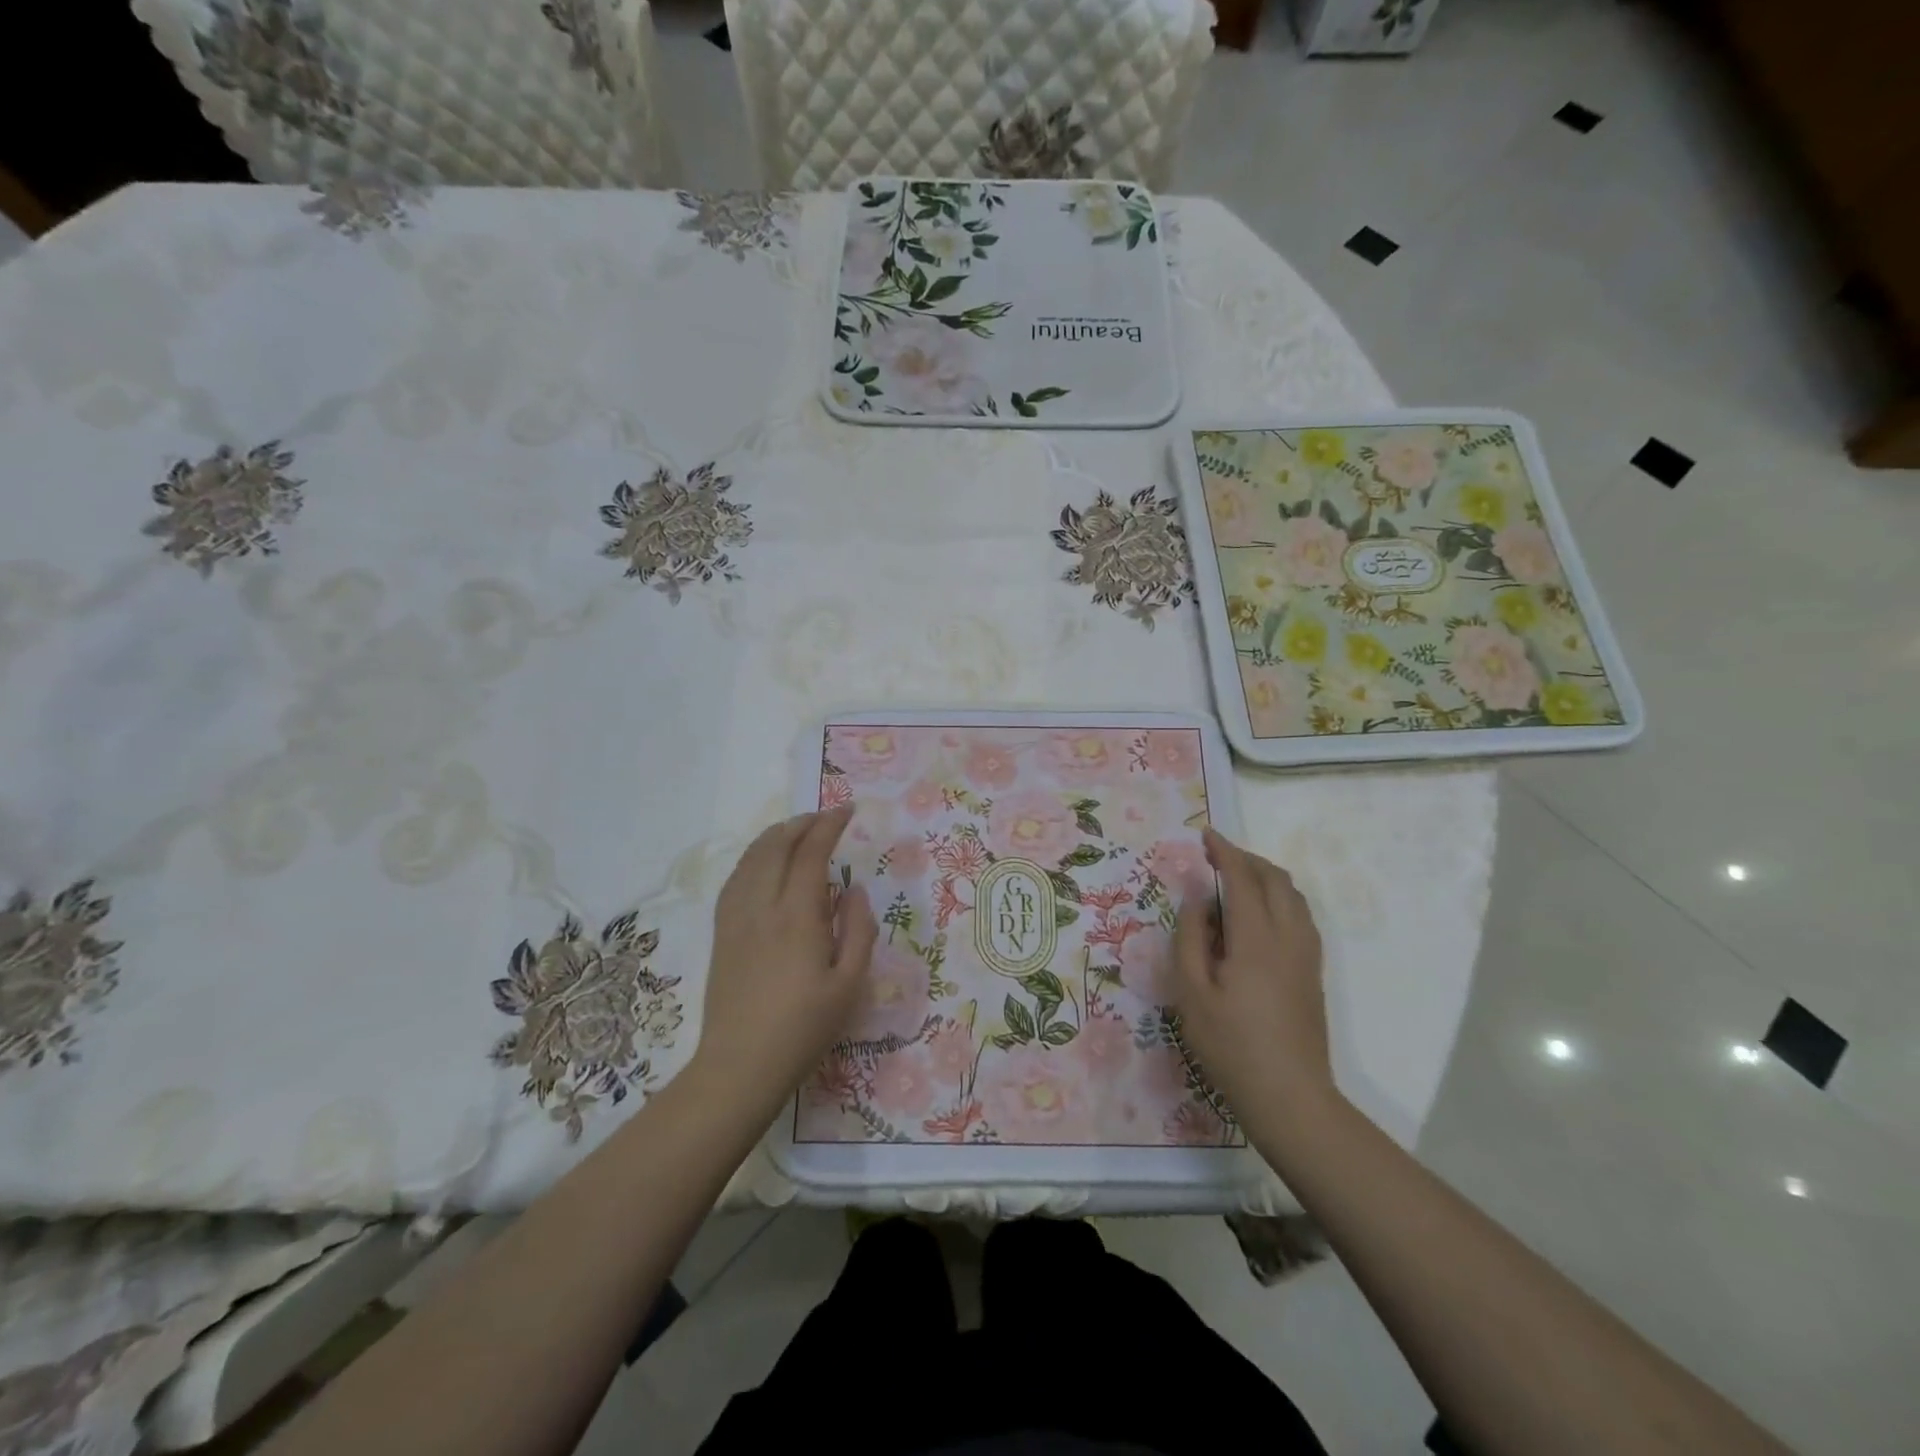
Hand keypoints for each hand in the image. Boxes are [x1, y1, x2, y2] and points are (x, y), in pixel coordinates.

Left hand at [693, 806, 878, 1119]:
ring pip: (752, 858)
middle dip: (802, 823)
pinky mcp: (721, 932)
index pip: (811, 853)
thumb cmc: (804, 1028)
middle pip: (777, 846)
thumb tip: (853, 889)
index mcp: (797, 916)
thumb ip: (858, 930)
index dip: (829, 825)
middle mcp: (762, 906)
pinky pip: (735, 878)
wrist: (740, 1065)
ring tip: (797, 830)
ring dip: (776, 835)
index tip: (847, 811)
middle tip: (825, 817)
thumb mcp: (849, 985)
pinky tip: (764, 862)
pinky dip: (753, 857)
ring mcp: (736, 917)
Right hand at [1171, 828, 1336, 1145]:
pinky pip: (1301, 916)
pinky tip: (1259, 915)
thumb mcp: (1192, 992)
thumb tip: (1195, 896)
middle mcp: (1289, 937)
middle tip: (1216, 856)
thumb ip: (1190, 937)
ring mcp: (1307, 956)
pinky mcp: (1313, 973)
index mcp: (1256, 938)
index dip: (1224, 852)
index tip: (1205, 835)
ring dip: (1266, 876)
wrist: (1290, 1096)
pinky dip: (1280, 898)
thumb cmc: (1230, 1044)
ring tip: (1236, 879)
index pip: (1242, 878)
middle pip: (1275, 880)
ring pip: (1294, 897)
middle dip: (1246, 859)